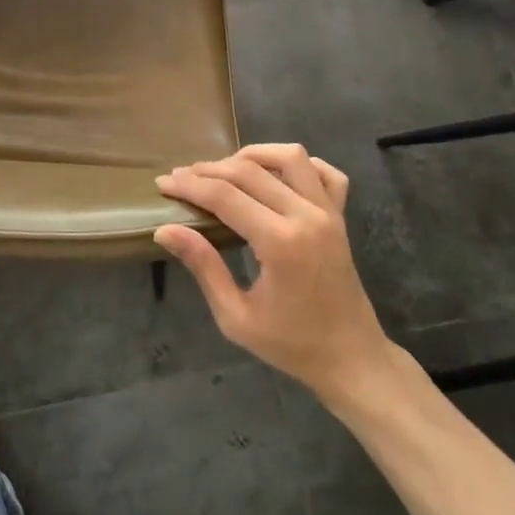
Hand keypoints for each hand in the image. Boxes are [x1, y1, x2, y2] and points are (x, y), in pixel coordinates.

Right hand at [155, 145, 395, 404]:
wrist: (351, 359)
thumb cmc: (291, 345)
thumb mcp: (236, 317)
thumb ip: (203, 266)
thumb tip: (165, 230)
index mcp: (280, 243)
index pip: (224, 196)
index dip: (189, 186)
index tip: (163, 184)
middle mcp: (306, 216)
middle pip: (250, 171)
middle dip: (209, 169)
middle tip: (181, 177)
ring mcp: (329, 212)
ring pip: (290, 156)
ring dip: (252, 155)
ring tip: (225, 169)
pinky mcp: (341, 215)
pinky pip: (324, 172)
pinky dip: (299, 164)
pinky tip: (275, 174)